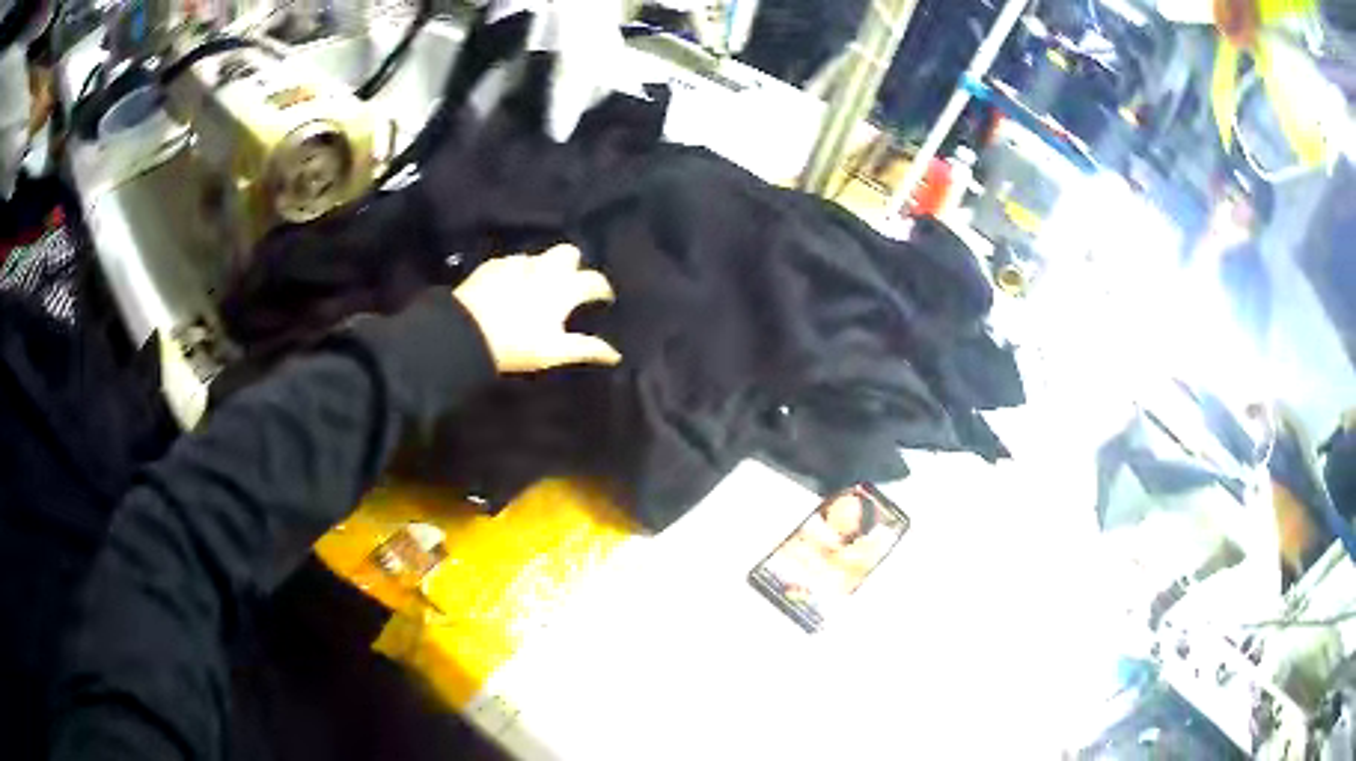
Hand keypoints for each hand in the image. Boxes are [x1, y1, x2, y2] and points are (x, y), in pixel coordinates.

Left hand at [454, 244, 621, 372]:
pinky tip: (509, 286)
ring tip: (536, 286)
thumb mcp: (553, 352)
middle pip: (569, 252)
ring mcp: (517, 263)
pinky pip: (511, 262)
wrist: (466, 333)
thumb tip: (615, 354)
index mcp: (564, 289)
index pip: (594, 280)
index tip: (603, 299)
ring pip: (538, 256)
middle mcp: (544, 269)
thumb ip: (586, 349)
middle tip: (568, 284)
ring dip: (542, 267)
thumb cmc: (516, 345)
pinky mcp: (492, 265)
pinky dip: (516, 271)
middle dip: (573, 264)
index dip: (602, 289)